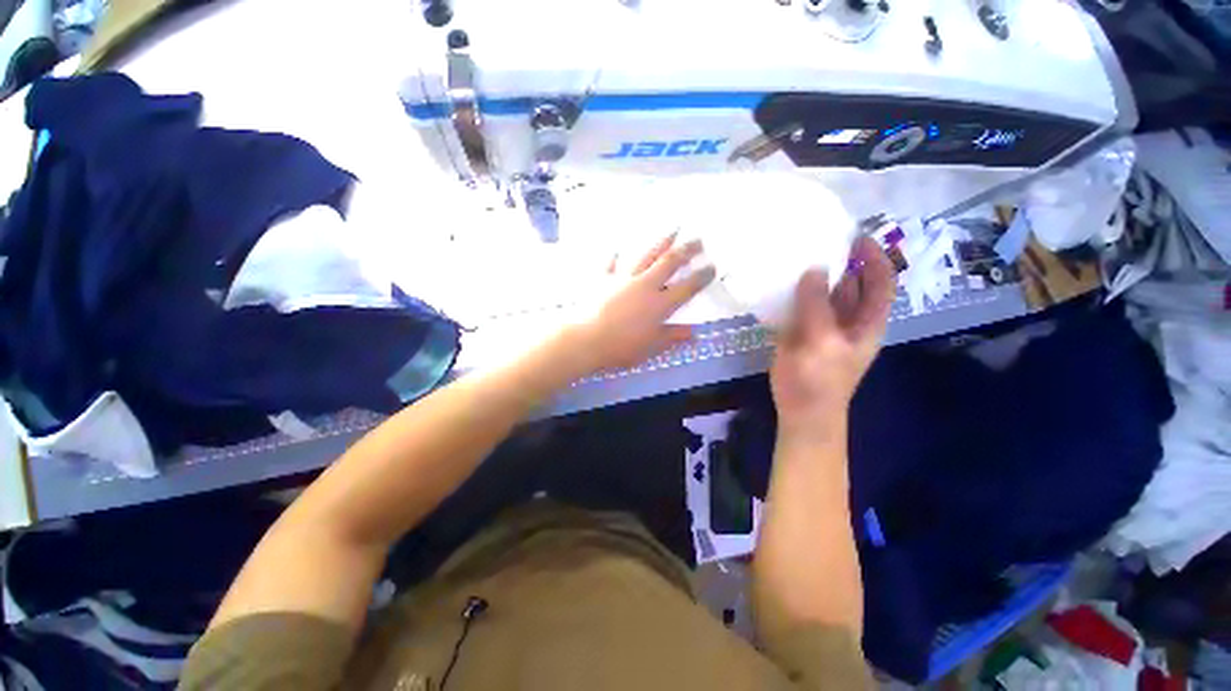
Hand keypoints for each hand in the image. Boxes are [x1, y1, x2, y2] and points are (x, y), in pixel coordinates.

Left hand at [565, 234, 715, 373]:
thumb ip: (672, 337)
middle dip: (687, 249)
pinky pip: (610, 263)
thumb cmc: (620, 347)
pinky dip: (614, 256)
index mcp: (659, 304)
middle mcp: (644, 285)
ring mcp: (622, 278)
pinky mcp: (602, 277)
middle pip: (669, 262)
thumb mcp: (650, 347)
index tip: (712, 266)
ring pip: (645, 255)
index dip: (701, 276)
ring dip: (661, 242)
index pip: (687, 287)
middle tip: (699, 239)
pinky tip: (616, 249)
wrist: (585, 338)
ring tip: (673, 230)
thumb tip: (693, 333)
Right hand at [770, 236, 894, 439]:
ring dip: (811, 275)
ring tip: (795, 253)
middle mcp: (846, 318)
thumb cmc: (820, 381)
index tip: (854, 237)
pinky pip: (797, 305)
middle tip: (817, 238)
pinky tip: (777, 280)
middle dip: (839, 261)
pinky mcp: (798, 331)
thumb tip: (814, 269)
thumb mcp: (823, 342)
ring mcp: (820, 324)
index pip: (879, 283)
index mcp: (866, 322)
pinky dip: (790, 292)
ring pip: (820, 293)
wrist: (800, 411)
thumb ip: (817, 306)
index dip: (873, 258)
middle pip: (849, 283)